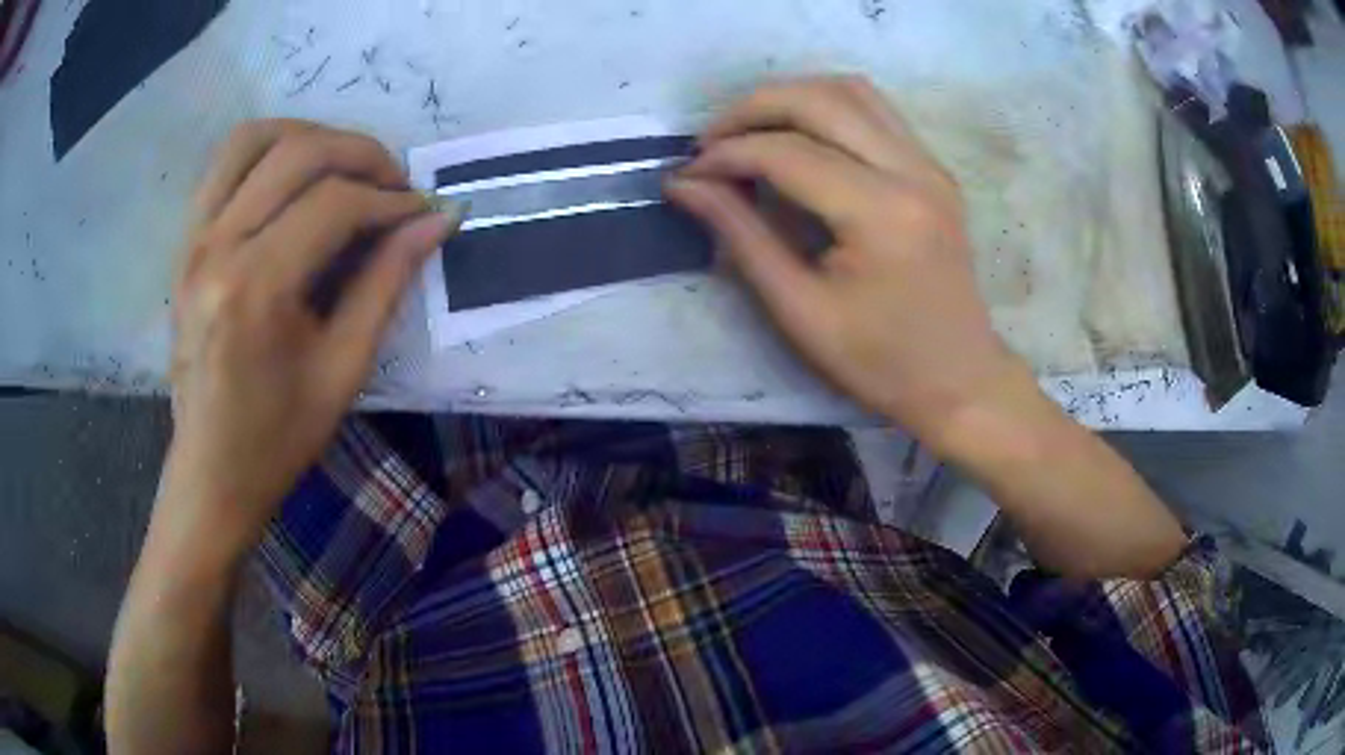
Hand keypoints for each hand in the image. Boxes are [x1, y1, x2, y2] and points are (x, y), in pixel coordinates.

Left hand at [159, 120, 457, 558]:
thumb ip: (387, 283)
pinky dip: (268, 149)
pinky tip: (296, 175)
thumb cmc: (277, 438)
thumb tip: (438, 220)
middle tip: (394, 183)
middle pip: (297, 154)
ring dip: (309, 135)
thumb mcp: (343, 370)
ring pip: (253, 139)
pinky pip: (224, 164)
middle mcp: (217, 248)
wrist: (210, 471)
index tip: (424, 211)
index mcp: (255, 290)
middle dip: (360, 154)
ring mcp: (193, 240)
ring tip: (344, 164)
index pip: (334, 205)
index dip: (390, 201)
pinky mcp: (185, 243)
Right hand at [667, 76, 1031, 447]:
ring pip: (850, 90)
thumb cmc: (879, 362)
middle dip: (751, 109)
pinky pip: (874, 110)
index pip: (788, 153)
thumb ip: (741, 237)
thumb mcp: (800, 311)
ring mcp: (929, 164)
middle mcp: (912, 171)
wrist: (960, 379)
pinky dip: (826, 107)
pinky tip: (798, 136)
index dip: (727, 155)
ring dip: (790, 98)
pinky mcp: (934, 168)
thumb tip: (685, 185)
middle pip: (819, 100)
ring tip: (749, 131)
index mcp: (881, 214)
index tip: (688, 175)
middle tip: (710, 142)